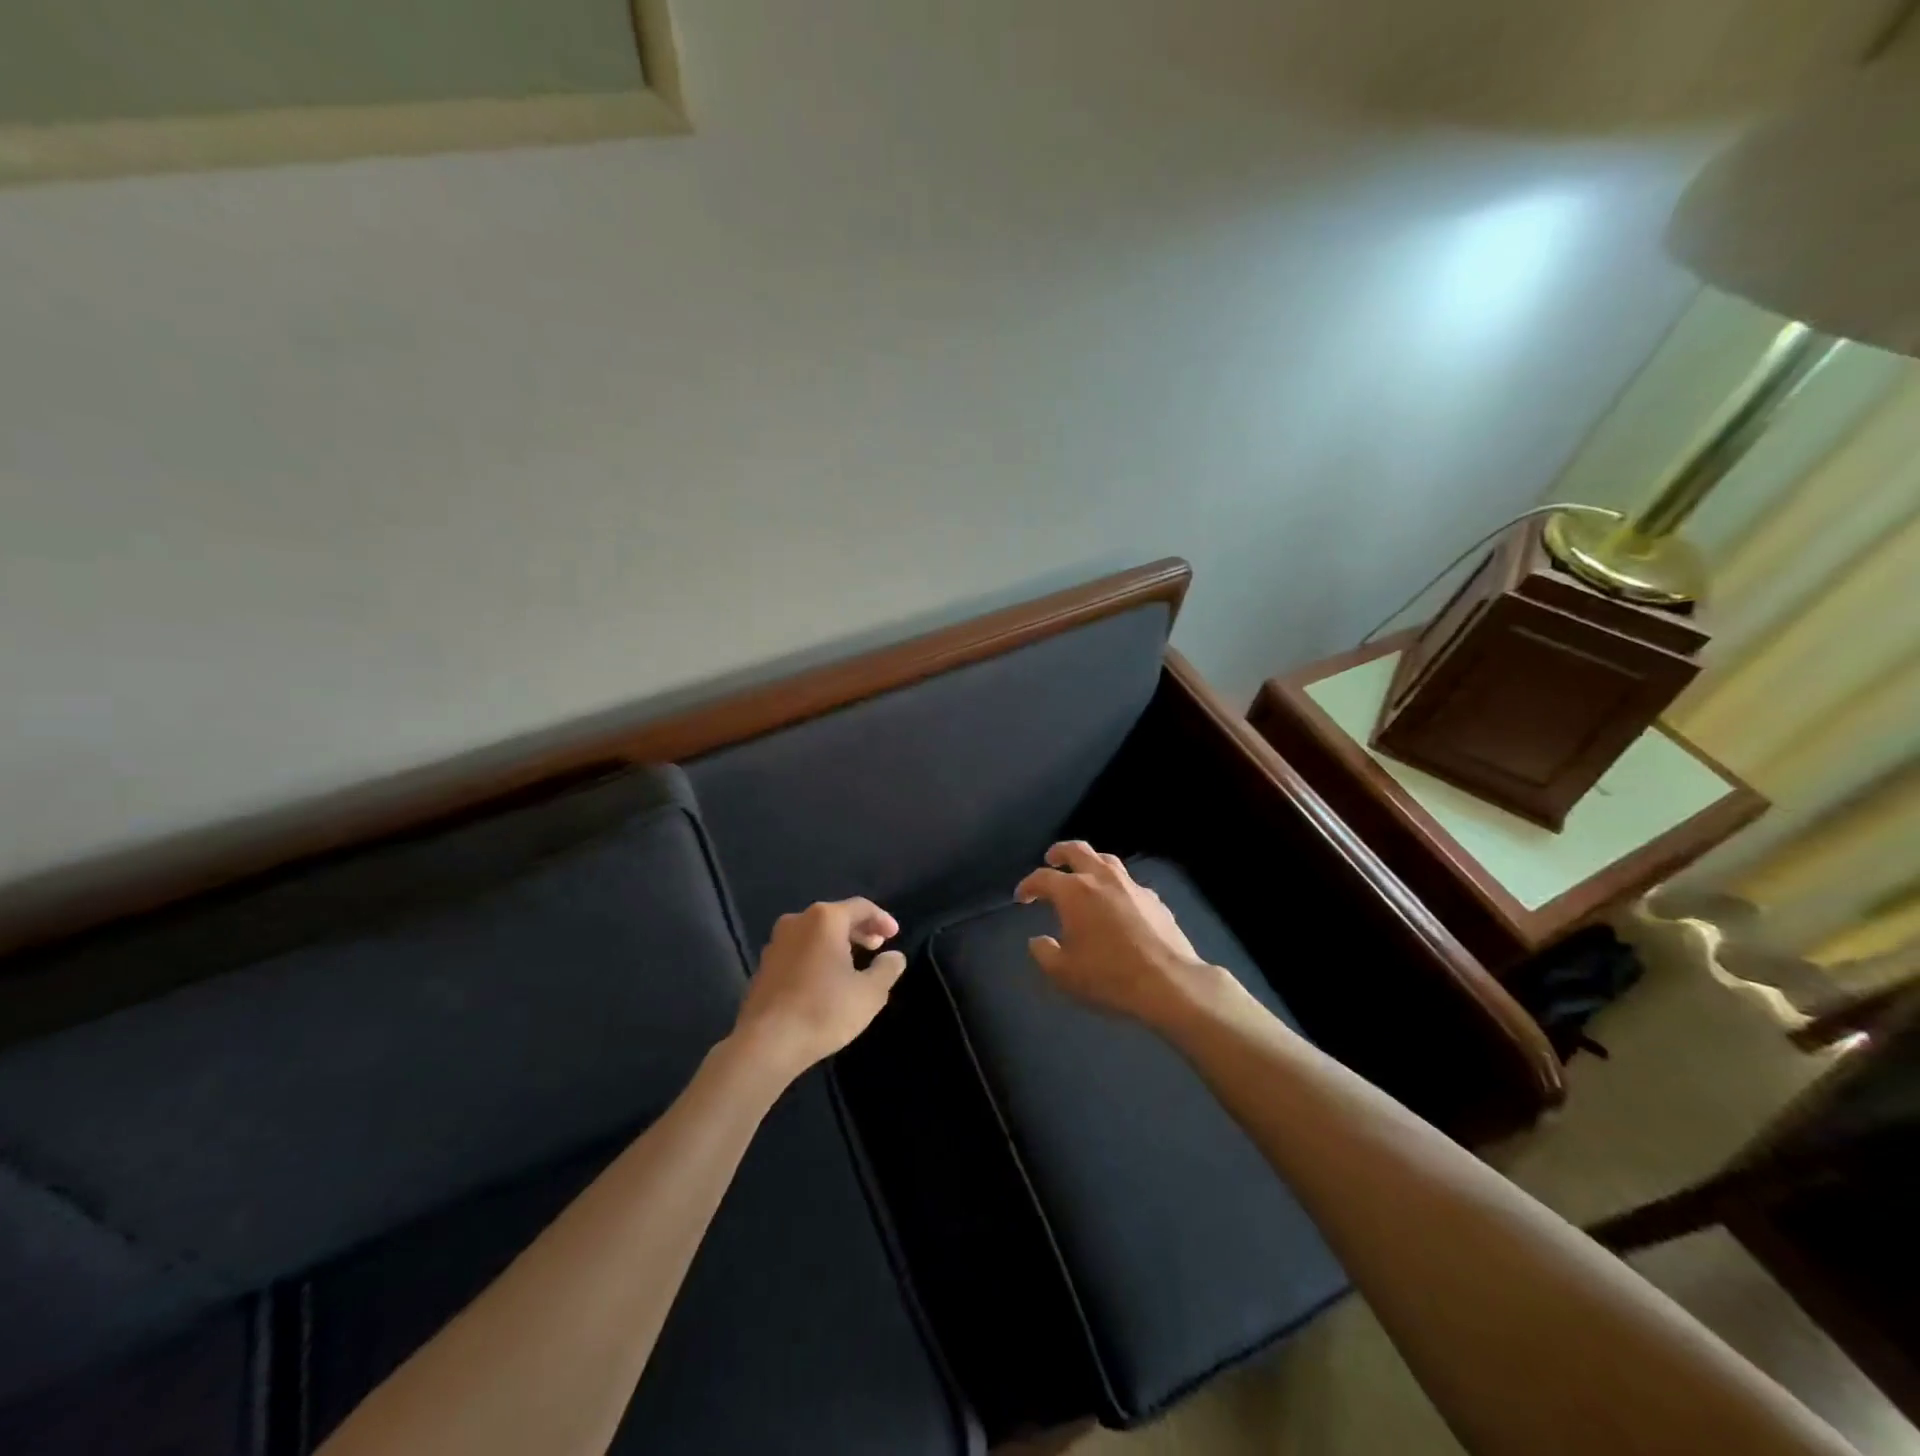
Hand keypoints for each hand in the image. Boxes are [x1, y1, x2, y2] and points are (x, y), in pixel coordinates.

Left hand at [733, 898, 905, 1077]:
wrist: (766, 1044)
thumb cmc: (823, 1011)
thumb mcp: (869, 993)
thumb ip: (887, 969)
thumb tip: (894, 956)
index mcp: (825, 919)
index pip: (861, 907)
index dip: (882, 919)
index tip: (894, 935)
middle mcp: (797, 921)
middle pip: (836, 917)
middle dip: (859, 930)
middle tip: (877, 946)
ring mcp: (776, 943)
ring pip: (815, 933)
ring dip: (837, 943)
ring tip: (854, 963)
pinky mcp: (764, 965)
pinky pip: (799, 950)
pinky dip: (817, 956)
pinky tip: (825, 979)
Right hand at [1015, 842, 1223, 1028]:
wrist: (1168, 982)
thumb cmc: (1108, 976)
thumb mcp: (1063, 973)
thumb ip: (1044, 953)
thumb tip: (1038, 940)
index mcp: (1074, 892)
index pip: (1042, 878)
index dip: (1028, 885)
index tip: (1022, 897)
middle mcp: (1102, 879)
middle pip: (1077, 850)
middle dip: (1060, 852)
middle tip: (1051, 859)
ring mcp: (1132, 886)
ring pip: (1107, 860)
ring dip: (1090, 863)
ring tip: (1084, 874)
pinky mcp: (1154, 899)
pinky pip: (1129, 883)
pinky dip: (1116, 886)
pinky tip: (1117, 903)